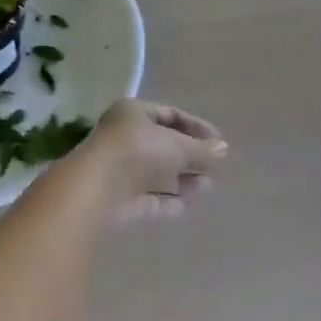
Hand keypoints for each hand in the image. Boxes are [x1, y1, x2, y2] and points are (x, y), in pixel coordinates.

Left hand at [78, 98, 226, 224]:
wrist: (96, 190)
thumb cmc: (137, 152)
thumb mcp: (176, 146)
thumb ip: (201, 149)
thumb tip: (224, 149)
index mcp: (133, 113)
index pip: (169, 114)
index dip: (195, 127)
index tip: (218, 141)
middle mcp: (123, 137)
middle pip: (162, 145)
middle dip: (189, 156)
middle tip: (214, 167)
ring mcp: (118, 169)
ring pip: (155, 173)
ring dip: (181, 180)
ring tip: (206, 187)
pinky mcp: (116, 199)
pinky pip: (147, 198)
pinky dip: (166, 201)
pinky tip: (186, 207)